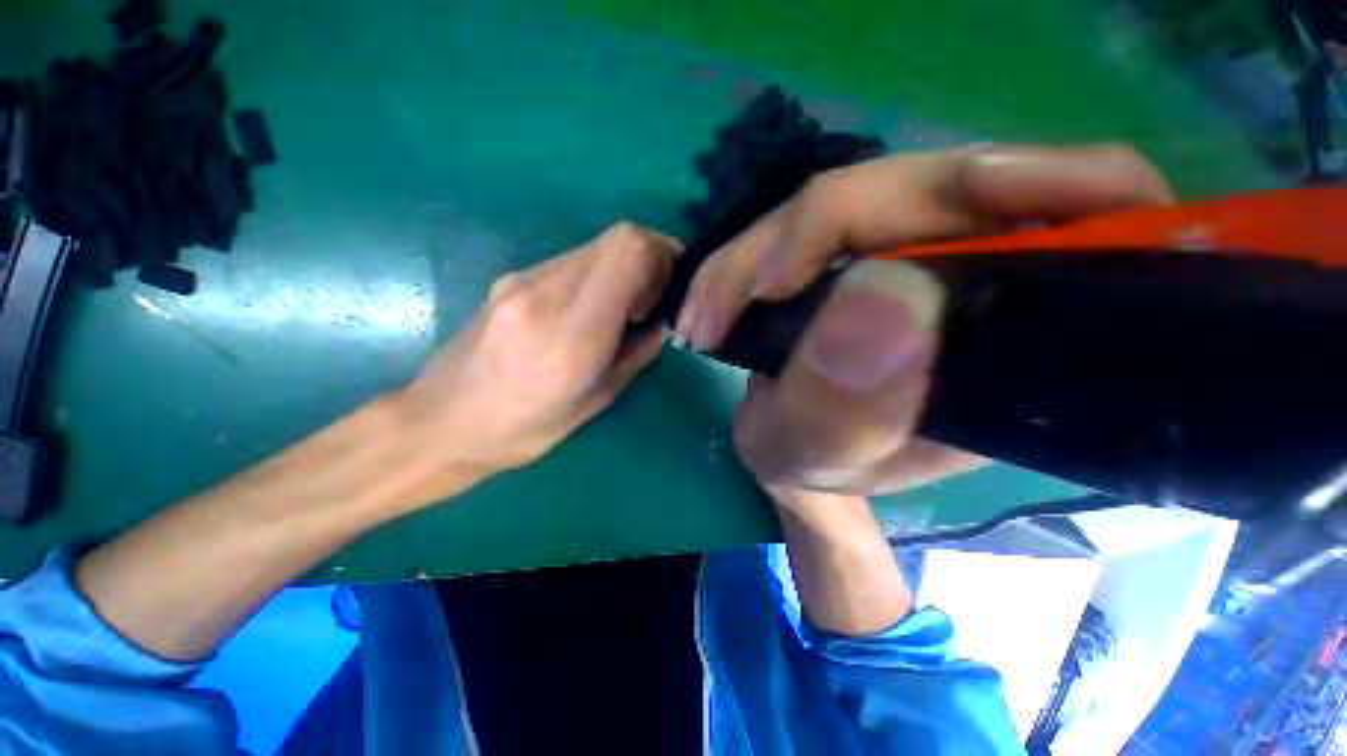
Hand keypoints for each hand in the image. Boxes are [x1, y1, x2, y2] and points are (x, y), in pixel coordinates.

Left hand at [397, 222, 680, 475]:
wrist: (441, 422)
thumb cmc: (524, 430)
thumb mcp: (595, 401)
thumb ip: (636, 353)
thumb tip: (664, 321)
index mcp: (573, 336)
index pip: (628, 253)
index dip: (662, 254)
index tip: (672, 284)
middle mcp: (546, 295)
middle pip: (616, 238)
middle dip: (649, 258)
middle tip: (653, 299)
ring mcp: (522, 280)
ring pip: (594, 246)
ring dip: (622, 267)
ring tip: (624, 309)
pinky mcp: (510, 278)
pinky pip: (571, 261)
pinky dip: (596, 273)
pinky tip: (591, 308)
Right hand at [676, 144, 1173, 493]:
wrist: (787, 447)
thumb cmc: (814, 464)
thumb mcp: (819, 455)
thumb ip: (849, 408)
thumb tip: (883, 296)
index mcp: (1022, 340)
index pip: (1092, 216)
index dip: (1033, 186)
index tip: (907, 229)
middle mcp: (983, 278)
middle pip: (932, 188)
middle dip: (815, 232)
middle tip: (738, 298)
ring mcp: (911, 252)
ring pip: (850, 201)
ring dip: (758, 253)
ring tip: (703, 318)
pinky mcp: (855, 247)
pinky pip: (806, 224)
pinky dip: (747, 256)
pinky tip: (710, 300)